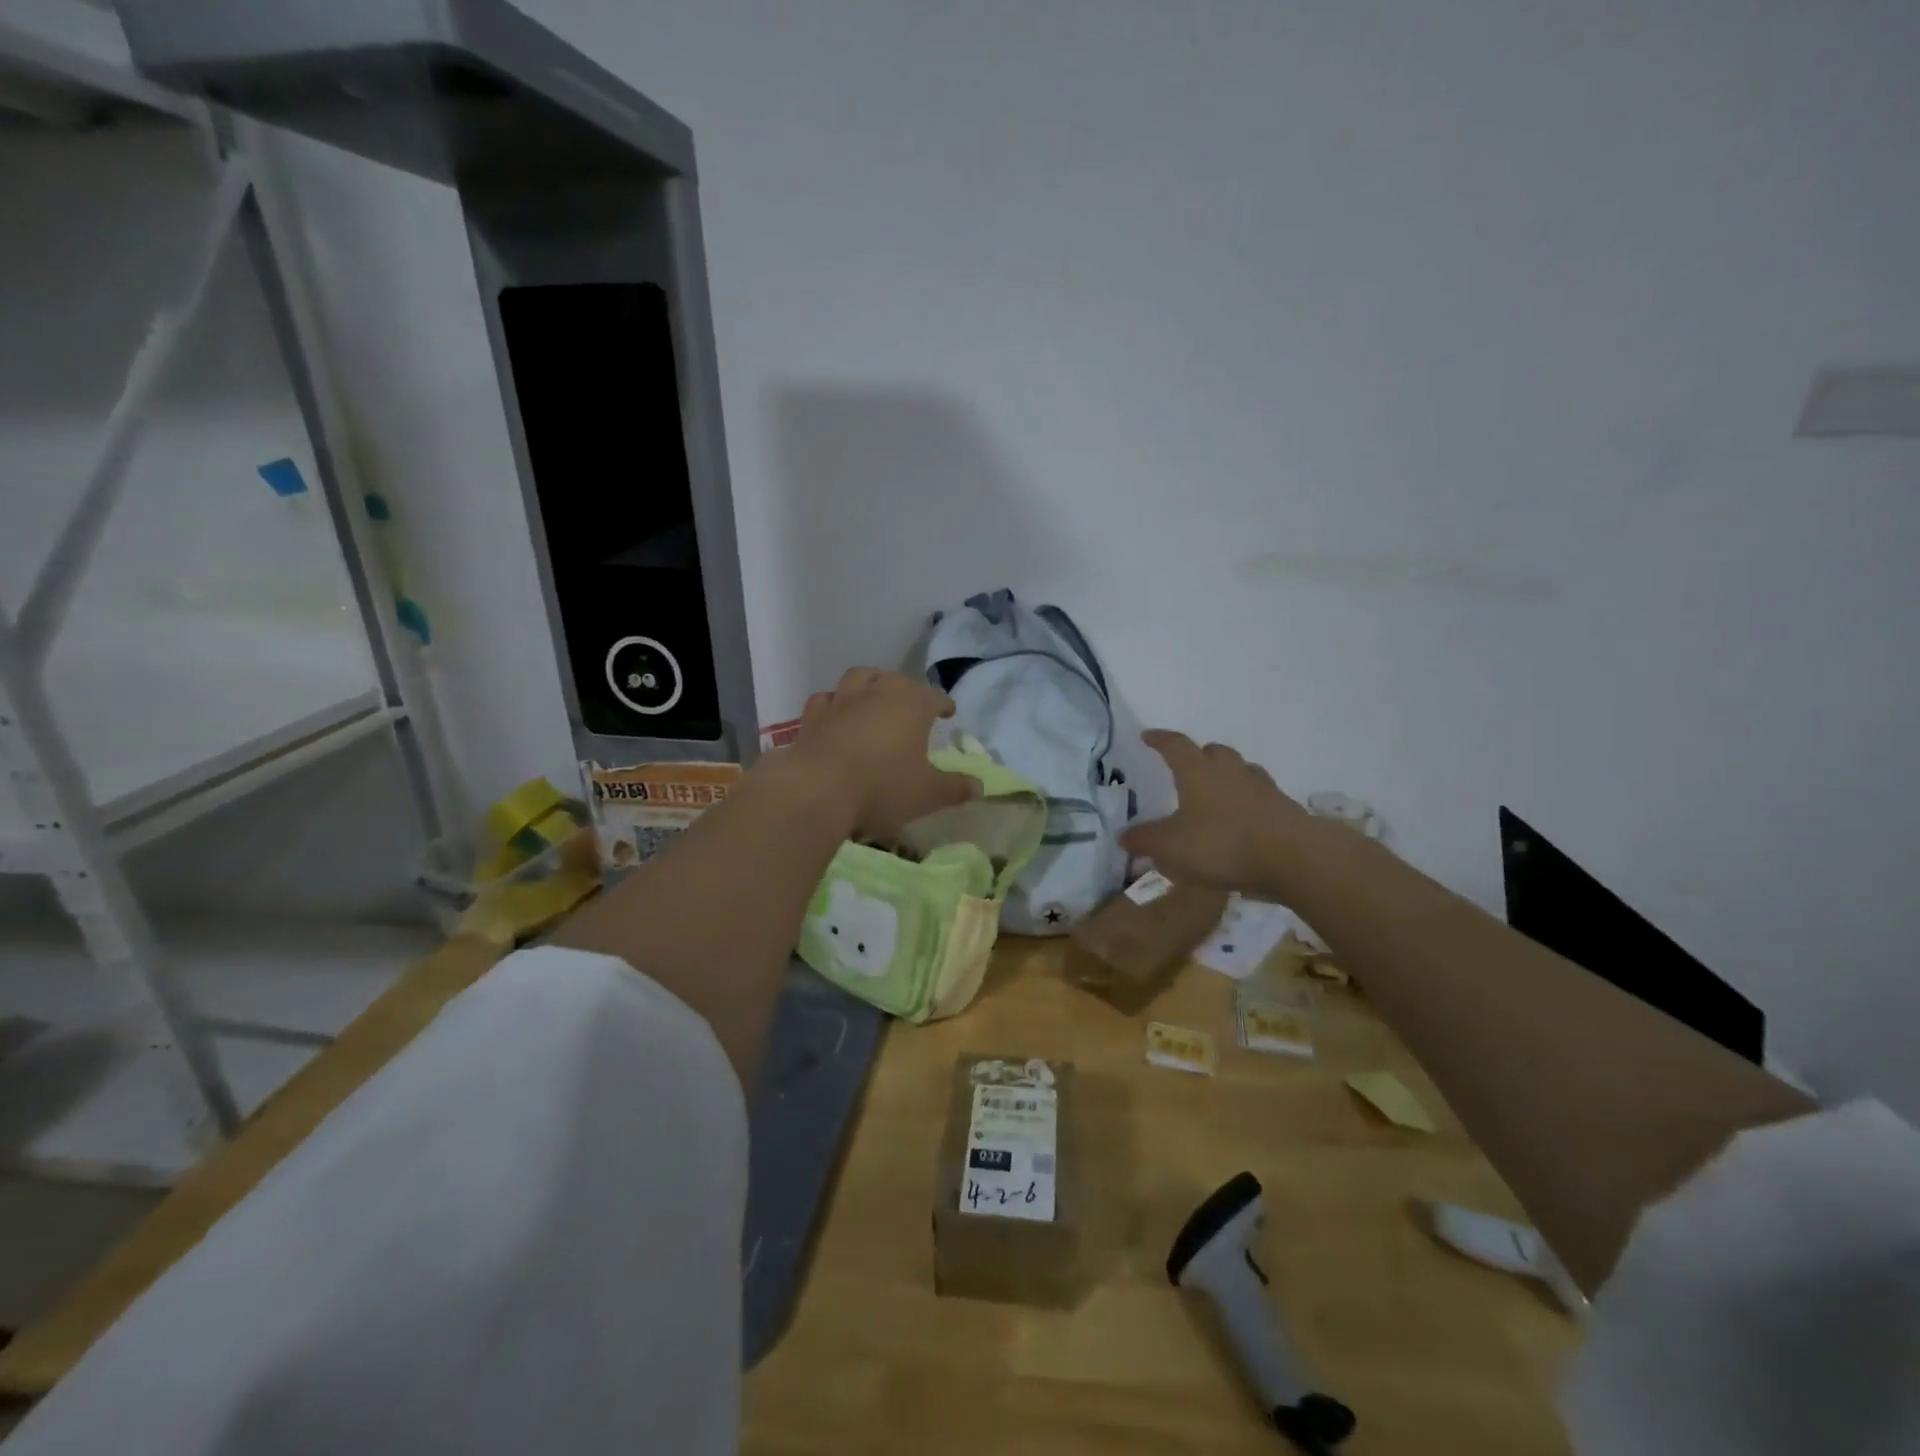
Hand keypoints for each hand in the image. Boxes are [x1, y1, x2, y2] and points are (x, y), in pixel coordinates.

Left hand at [786, 668, 979, 839]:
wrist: (818, 790)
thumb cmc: (882, 788)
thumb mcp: (928, 794)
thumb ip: (955, 788)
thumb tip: (980, 786)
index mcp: (912, 705)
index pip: (934, 697)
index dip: (943, 704)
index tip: (948, 712)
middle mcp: (878, 692)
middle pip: (897, 680)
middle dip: (908, 690)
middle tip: (913, 705)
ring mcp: (842, 700)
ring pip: (860, 678)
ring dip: (871, 683)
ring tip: (875, 696)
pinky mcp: (813, 716)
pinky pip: (826, 699)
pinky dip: (835, 702)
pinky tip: (837, 714)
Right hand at [1121, 731, 1313, 894]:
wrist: (1293, 856)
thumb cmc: (1222, 844)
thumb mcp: (1171, 847)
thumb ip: (1144, 840)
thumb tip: (1123, 835)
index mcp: (1198, 771)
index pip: (1175, 745)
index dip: (1159, 740)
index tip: (1147, 736)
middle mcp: (1230, 771)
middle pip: (1213, 752)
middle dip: (1199, 756)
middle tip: (1187, 767)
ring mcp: (1261, 788)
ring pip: (1240, 771)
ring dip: (1226, 777)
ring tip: (1215, 795)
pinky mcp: (1283, 809)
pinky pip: (1259, 797)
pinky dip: (1247, 803)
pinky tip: (1241, 821)